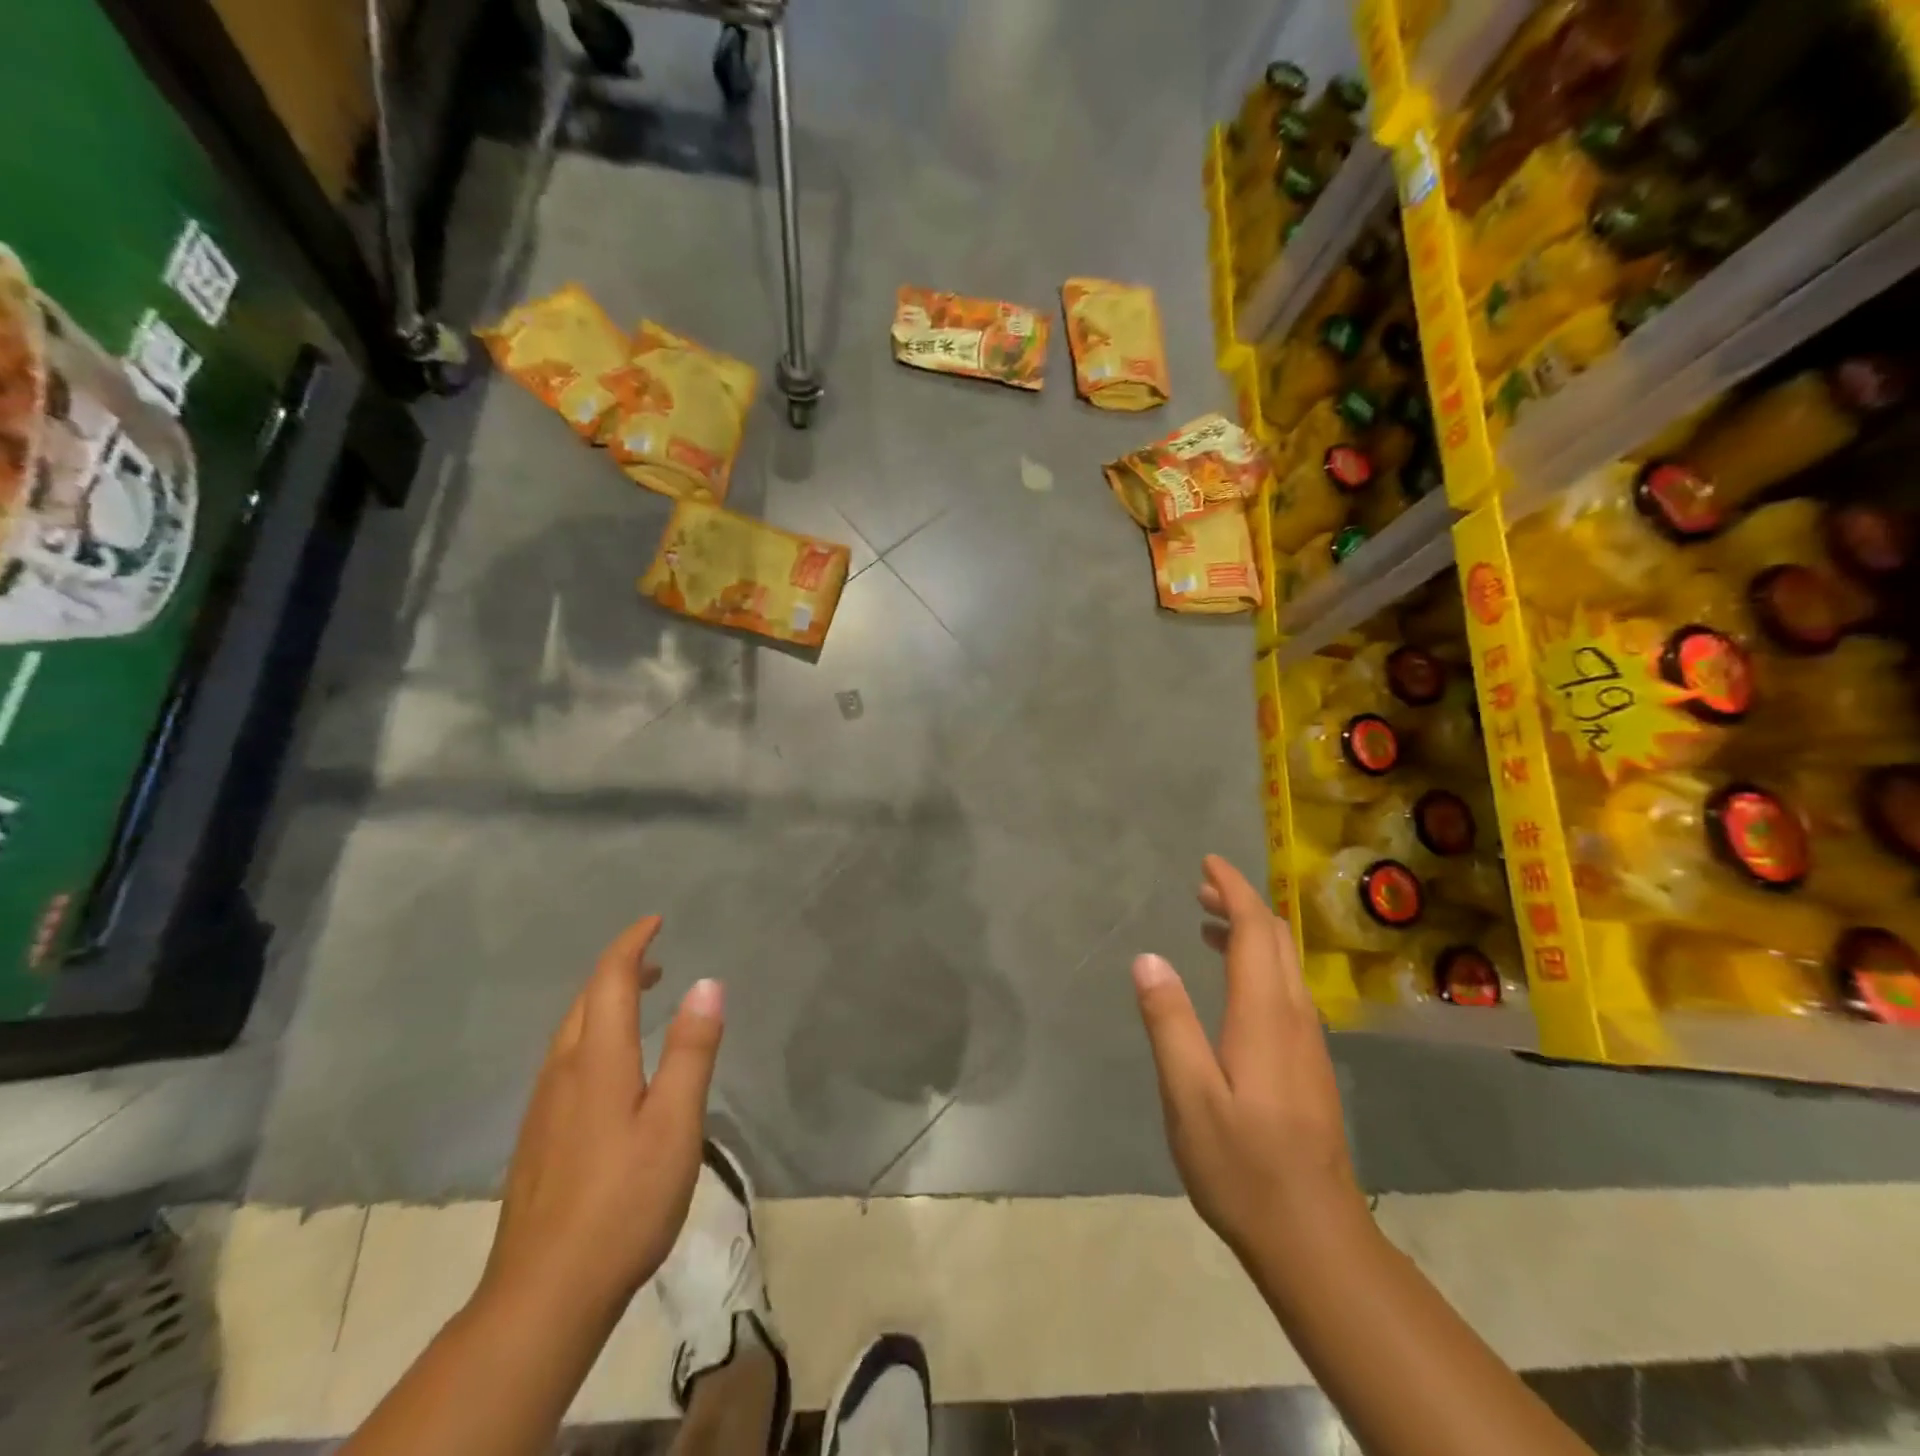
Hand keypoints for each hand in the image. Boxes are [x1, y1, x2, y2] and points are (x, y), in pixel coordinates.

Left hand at [480, 917, 723, 1326]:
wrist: (544, 1295)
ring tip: (638, 1000)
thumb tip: (706, 981)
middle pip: (585, 1000)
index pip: (610, 980)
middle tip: (655, 958)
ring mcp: (543, 1107)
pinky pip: (565, 1060)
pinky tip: (610, 1066)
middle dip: (618, 968)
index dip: (632, 944)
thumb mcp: (675, 1122)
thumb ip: (691, 1049)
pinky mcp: (538, 1137)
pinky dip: (592, 1034)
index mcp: (596, 1060)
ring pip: (570, 1031)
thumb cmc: (623, 1201)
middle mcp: (562, 1072)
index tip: (656, 921)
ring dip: (603, 1001)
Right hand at [1132, 856, 1361, 1262]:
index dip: (1233, 890)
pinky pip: (1284, 989)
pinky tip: (1231, 983)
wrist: (1314, 1236)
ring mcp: (1307, 1041)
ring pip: (1283, 964)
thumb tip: (1148, 958)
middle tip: (1201, 886)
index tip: (1208, 862)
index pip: (1254, 931)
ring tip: (1207, 922)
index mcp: (1264, 1015)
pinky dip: (1257, 963)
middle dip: (1242, 903)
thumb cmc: (1242, 1165)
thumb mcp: (1188, 1095)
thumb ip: (1169, 1022)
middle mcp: (1293, 1016)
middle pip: (1275, 939)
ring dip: (1250, 932)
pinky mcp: (1308, 1064)